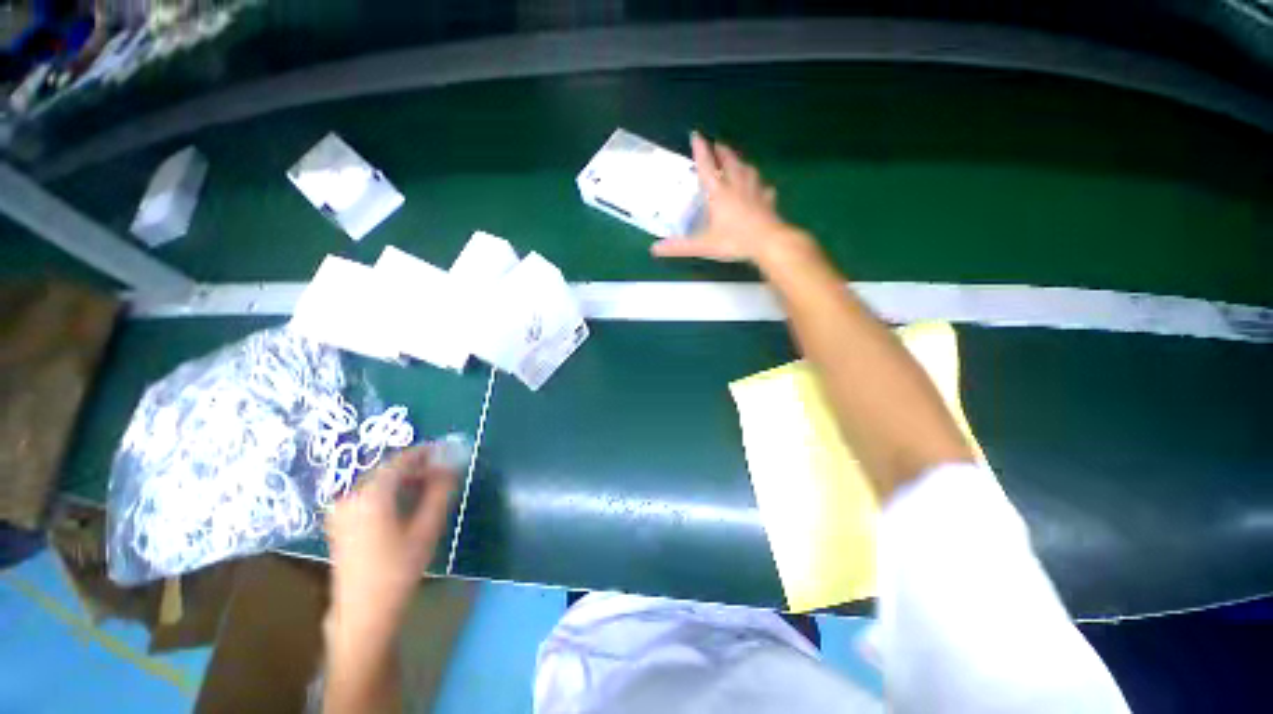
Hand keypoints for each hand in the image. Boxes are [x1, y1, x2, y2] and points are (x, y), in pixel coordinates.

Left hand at [324, 446, 456, 645]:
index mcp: (370, 495)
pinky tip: (406, 501)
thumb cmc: (398, 570)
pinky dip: (390, 491)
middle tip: (442, 469)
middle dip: (417, 466)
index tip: (447, 450)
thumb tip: (451, 465)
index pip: (401, 460)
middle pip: (388, 469)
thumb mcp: (426, 528)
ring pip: (378, 481)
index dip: (426, 452)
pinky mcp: (340, 522)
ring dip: (405, 479)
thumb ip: (440, 491)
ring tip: (429, 485)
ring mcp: (341, 510)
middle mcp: (350, 496)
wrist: (363, 612)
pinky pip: (369, 494)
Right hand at [651, 132, 800, 263]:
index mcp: (719, 192)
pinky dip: (760, 186)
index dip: (701, 150)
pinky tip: (762, 188)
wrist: (769, 243)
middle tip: (718, 143)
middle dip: (722, 152)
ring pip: (748, 171)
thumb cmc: (734, 240)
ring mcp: (755, 192)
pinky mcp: (768, 202)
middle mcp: (737, 186)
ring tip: (738, 161)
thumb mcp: (703, 245)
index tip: (696, 134)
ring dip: (741, 163)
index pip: (707, 166)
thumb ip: (679, 246)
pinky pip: (764, 189)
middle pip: (729, 162)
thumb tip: (654, 249)